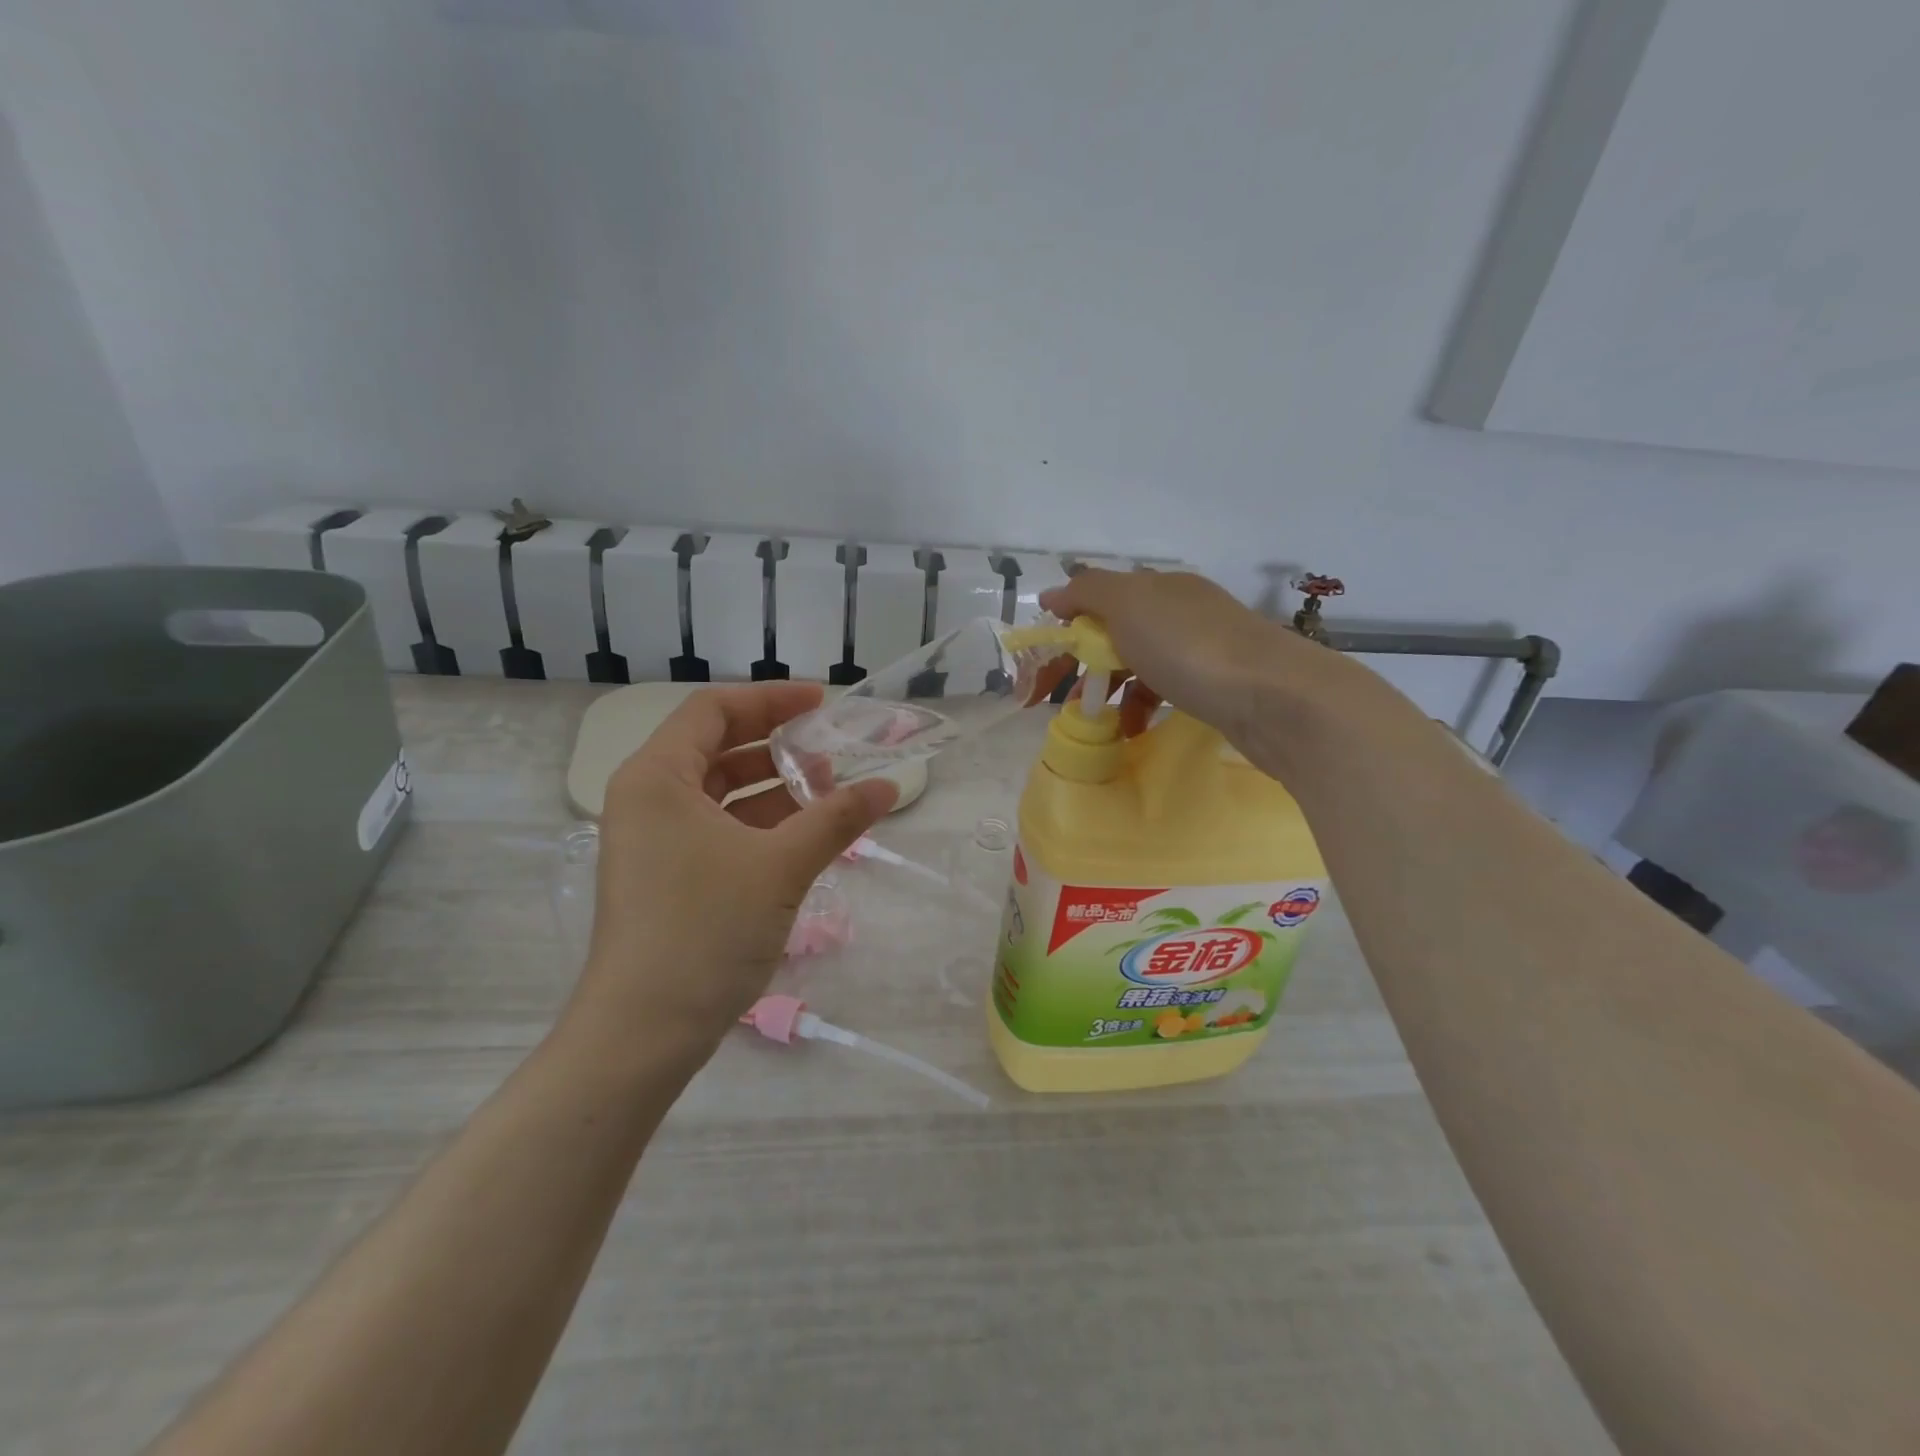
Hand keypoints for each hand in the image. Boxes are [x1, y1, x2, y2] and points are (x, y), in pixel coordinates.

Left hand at [569, 683, 895, 1058]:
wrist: (643, 1032)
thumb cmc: (705, 930)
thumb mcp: (781, 866)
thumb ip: (836, 818)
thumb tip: (889, 786)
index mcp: (657, 776)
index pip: (714, 709)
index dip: (772, 699)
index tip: (822, 704)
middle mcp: (647, 798)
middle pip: (717, 747)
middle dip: (777, 745)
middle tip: (832, 752)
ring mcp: (654, 840)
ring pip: (720, 792)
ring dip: (774, 787)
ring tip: (829, 794)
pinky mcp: (667, 875)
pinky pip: (718, 828)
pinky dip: (760, 823)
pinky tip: (805, 834)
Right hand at [1039, 569, 1307, 745]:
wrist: (1273, 696)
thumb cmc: (1189, 646)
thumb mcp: (1128, 604)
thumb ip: (1086, 592)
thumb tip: (1054, 594)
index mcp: (1158, 588)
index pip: (1096, 600)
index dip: (1062, 630)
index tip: (1039, 668)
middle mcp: (1180, 611)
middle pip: (1115, 634)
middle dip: (1081, 665)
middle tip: (1054, 701)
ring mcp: (1202, 649)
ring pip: (1139, 665)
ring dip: (1109, 691)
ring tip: (1093, 721)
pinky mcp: (1217, 686)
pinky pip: (1164, 691)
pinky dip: (1141, 707)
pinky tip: (1133, 729)